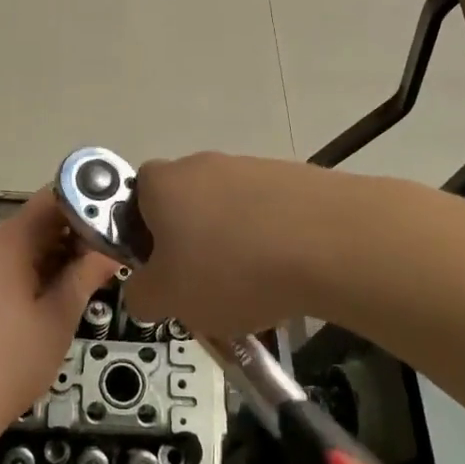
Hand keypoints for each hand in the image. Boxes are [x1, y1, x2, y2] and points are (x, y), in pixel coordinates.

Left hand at [0, 187, 117, 442]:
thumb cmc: (6, 365)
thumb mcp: (57, 320)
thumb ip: (85, 276)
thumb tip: (112, 250)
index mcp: (5, 242)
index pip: (53, 199)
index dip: (87, 204)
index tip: (115, 221)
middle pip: (35, 222)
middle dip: (73, 237)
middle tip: (107, 260)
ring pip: (19, 246)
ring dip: (52, 258)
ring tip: (83, 283)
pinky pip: (0, 265)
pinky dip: (27, 273)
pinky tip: (46, 302)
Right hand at [123, 153, 346, 336]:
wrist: (328, 241)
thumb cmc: (230, 268)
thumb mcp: (168, 299)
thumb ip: (141, 296)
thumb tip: (144, 291)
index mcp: (163, 183)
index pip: (136, 196)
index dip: (142, 233)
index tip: (161, 270)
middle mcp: (203, 164)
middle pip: (186, 205)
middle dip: (192, 244)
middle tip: (204, 288)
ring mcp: (252, 167)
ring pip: (230, 212)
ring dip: (234, 245)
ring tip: (254, 291)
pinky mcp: (294, 179)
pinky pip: (270, 214)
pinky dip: (272, 242)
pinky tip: (287, 276)